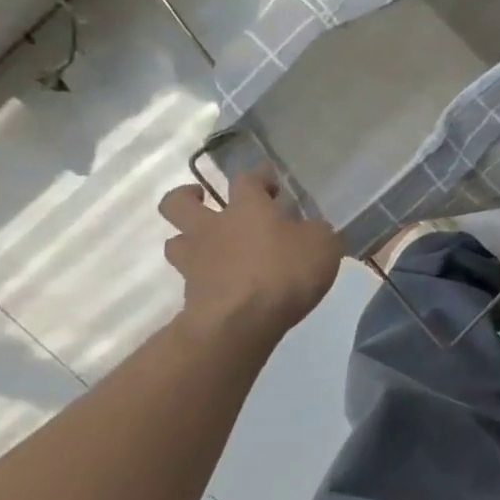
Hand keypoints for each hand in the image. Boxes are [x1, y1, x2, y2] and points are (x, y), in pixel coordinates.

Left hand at [159, 171, 342, 342]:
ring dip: (189, 241)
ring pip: (176, 241)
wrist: (241, 322)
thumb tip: (311, 229)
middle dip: (187, 197)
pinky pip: (191, 279)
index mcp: (247, 207)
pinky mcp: (190, 294)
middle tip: (205, 201)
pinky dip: (204, 279)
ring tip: (211, 249)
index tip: (271, 183)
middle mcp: (213, 227)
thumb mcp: (323, 246)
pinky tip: (224, 285)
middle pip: (178, 202)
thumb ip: (316, 233)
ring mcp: (195, 261)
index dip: (259, 178)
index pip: (247, 179)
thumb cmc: (285, 272)